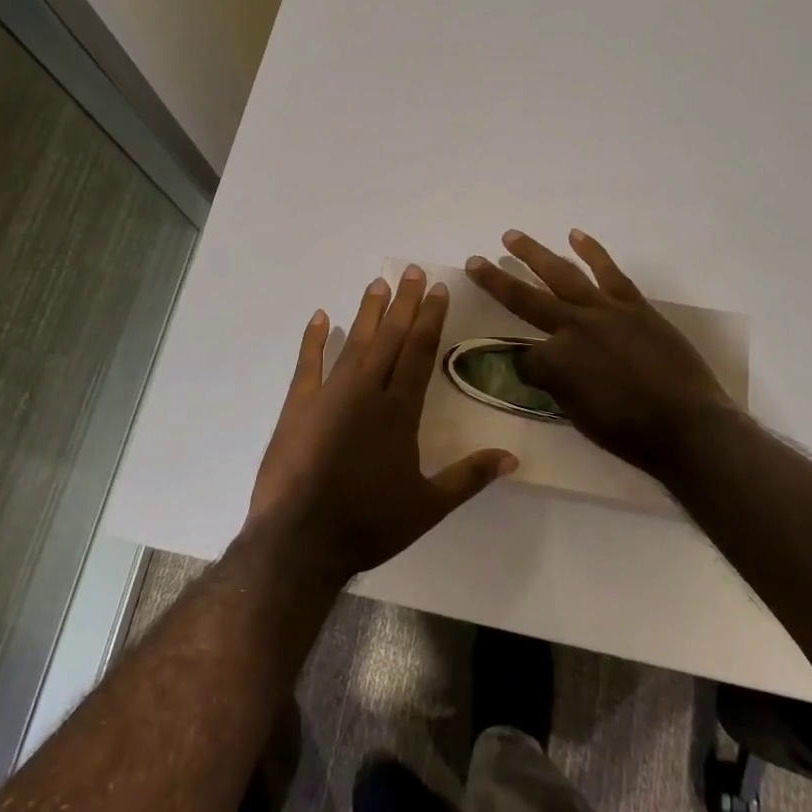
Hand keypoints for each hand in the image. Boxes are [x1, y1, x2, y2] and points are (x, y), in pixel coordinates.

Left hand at [247, 265, 517, 580]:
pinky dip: (314, 339)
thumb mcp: (428, 506)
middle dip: (403, 303)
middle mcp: (367, 392)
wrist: (300, 541)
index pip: (419, 351)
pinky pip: (308, 364)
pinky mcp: (298, 406)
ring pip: (354, 342)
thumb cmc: (369, 523)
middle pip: (389, 337)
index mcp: (399, 410)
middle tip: (411, 271)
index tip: (437, 289)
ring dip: (367, 312)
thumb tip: (513, 457)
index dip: (429, 318)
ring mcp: (329, 395)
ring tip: (377, 283)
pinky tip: (320, 317)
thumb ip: (470, 477)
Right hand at [465, 230, 736, 483]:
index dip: (523, 366)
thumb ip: (555, 385)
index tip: (529, 373)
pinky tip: (575, 235)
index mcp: (555, 362)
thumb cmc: (630, 433)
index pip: (524, 356)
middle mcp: (572, 327)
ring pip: (561, 274)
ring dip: (533, 254)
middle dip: (496, 280)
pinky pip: (608, 271)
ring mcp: (604, 310)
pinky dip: (592, 251)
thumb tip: (542, 368)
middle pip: (524, 299)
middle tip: (474, 261)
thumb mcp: (578, 416)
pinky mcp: (632, 304)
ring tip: (511, 236)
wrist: (688, 425)